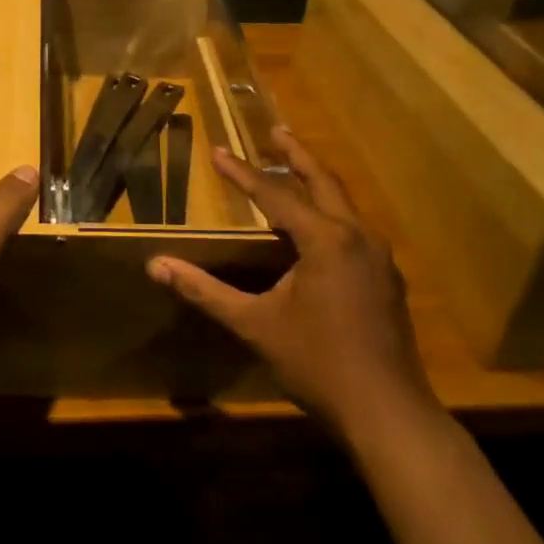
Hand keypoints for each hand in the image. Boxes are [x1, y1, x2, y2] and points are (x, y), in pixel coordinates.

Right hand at [146, 127, 436, 434]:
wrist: (388, 412)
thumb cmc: (317, 363)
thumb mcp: (254, 324)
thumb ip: (204, 291)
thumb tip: (155, 265)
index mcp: (326, 241)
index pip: (275, 196)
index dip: (242, 173)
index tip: (218, 150)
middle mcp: (358, 237)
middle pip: (324, 182)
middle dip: (297, 155)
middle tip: (275, 131)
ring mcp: (379, 258)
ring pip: (344, 205)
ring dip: (317, 183)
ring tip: (295, 170)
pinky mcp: (387, 279)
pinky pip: (355, 229)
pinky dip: (331, 213)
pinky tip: (320, 227)